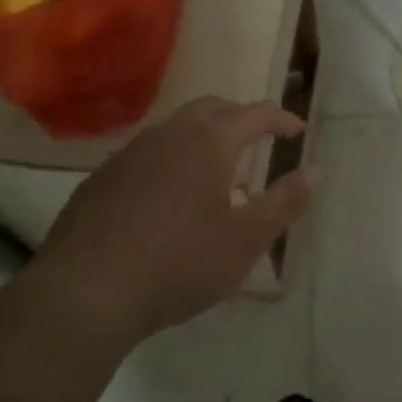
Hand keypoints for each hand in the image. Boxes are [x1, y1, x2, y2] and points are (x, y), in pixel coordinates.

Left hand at [33, 97, 317, 347]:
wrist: (85, 294)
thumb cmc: (179, 264)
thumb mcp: (246, 241)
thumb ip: (285, 202)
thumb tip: (317, 171)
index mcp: (210, 142)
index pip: (255, 113)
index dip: (281, 119)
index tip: (298, 130)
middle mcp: (169, 134)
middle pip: (213, 108)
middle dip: (240, 116)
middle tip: (258, 137)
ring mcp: (130, 153)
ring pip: (176, 127)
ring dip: (203, 135)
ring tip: (216, 167)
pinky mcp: (102, 178)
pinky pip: (147, 153)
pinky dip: (171, 157)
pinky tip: (168, 194)